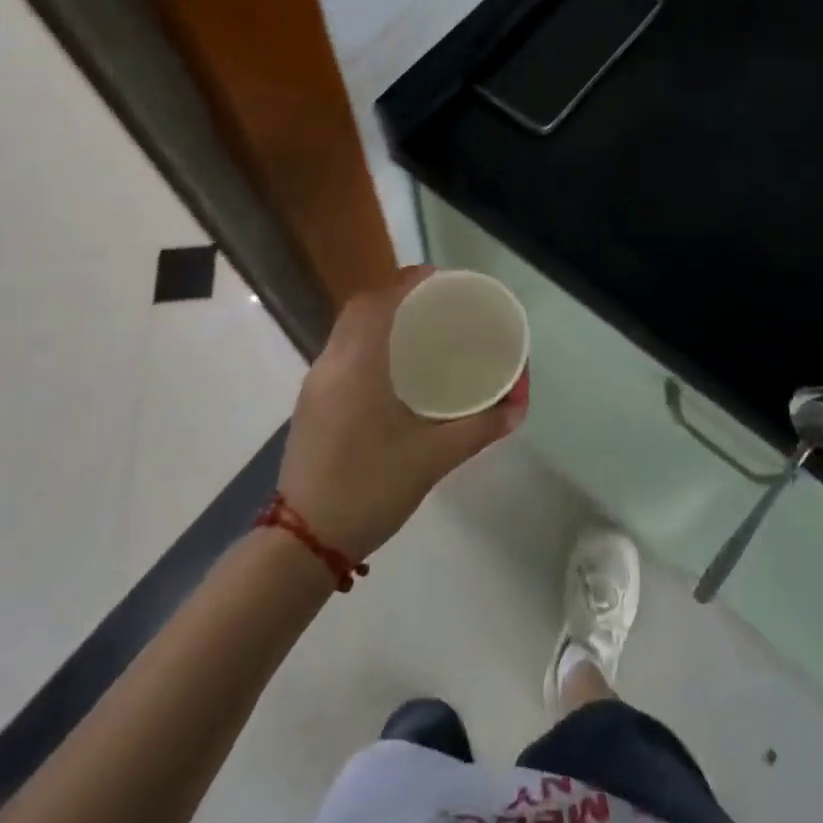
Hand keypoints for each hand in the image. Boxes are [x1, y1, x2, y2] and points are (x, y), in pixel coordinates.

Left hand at [277, 266, 526, 561]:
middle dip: (397, 295)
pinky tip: (391, 366)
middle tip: (436, 304)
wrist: (304, 541)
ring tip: (419, 329)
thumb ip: (480, 428)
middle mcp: (331, 363)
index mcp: (358, 364)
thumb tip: (518, 405)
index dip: (409, 282)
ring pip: (347, 330)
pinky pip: (341, 351)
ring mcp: (316, 383)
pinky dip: (367, 342)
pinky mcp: (310, 403)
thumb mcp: (434, 458)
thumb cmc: (371, 489)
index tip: (442, 280)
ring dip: (379, 318)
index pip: (380, 301)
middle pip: (361, 308)